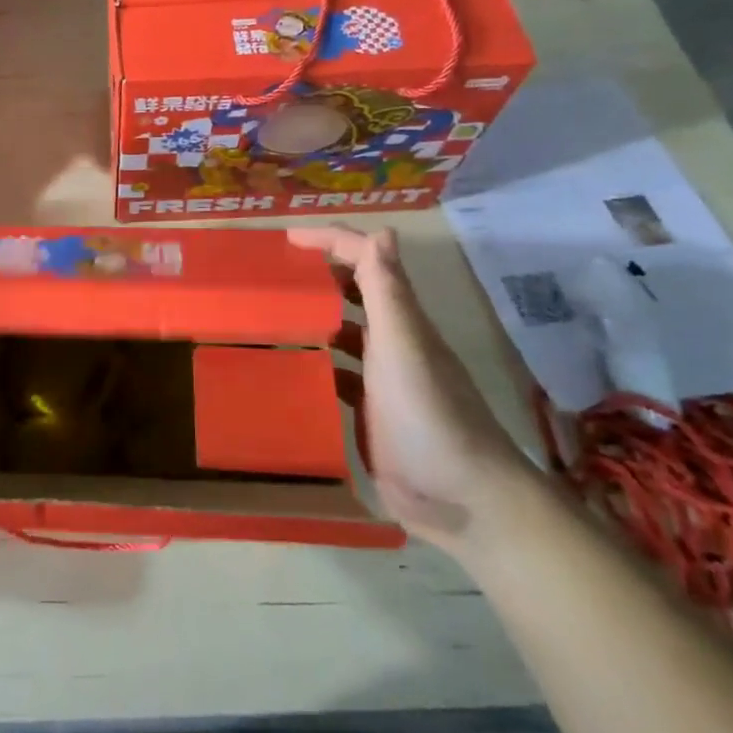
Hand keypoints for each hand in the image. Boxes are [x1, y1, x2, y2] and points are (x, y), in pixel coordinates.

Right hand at [289, 226, 532, 553]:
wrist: (464, 501)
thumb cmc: (430, 417)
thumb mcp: (404, 348)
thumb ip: (389, 293)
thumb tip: (381, 230)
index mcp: (401, 320)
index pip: (366, 260)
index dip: (330, 241)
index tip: (284, 238)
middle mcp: (392, 342)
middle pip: (354, 291)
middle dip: (318, 273)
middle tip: (270, 272)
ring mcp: (381, 379)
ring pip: (342, 332)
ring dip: (312, 317)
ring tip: (267, 314)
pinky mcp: (370, 412)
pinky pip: (335, 374)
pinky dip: (313, 363)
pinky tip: (285, 368)